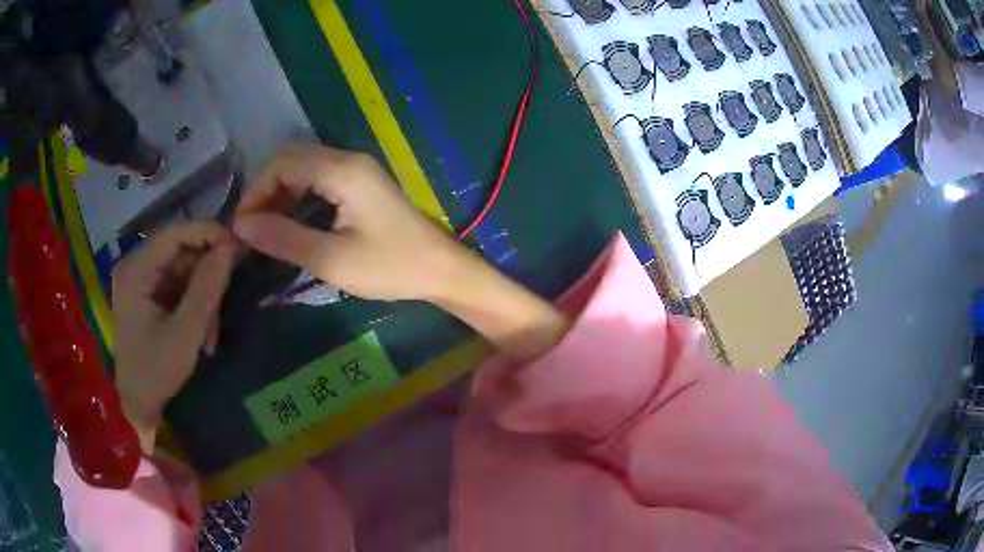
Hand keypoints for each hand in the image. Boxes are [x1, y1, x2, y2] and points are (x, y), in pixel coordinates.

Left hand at [112, 222, 234, 450]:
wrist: (138, 405)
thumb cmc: (155, 372)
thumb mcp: (184, 335)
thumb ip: (206, 289)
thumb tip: (231, 247)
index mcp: (135, 271)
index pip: (174, 233)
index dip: (207, 233)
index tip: (238, 247)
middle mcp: (135, 267)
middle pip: (179, 250)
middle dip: (206, 274)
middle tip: (228, 297)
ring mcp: (141, 280)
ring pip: (182, 269)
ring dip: (203, 295)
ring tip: (211, 331)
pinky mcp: (148, 294)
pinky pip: (178, 285)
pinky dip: (195, 304)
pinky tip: (202, 331)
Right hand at [234, 144, 569, 359]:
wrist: (441, 269)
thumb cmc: (391, 267)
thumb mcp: (332, 259)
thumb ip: (284, 238)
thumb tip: (242, 225)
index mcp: (342, 170)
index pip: (281, 163)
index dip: (255, 192)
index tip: (242, 227)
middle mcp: (348, 160)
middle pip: (290, 160)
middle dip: (265, 191)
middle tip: (252, 229)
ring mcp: (357, 170)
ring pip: (303, 169)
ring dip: (280, 194)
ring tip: (266, 231)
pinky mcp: (361, 183)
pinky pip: (318, 179)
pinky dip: (298, 197)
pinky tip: (291, 223)